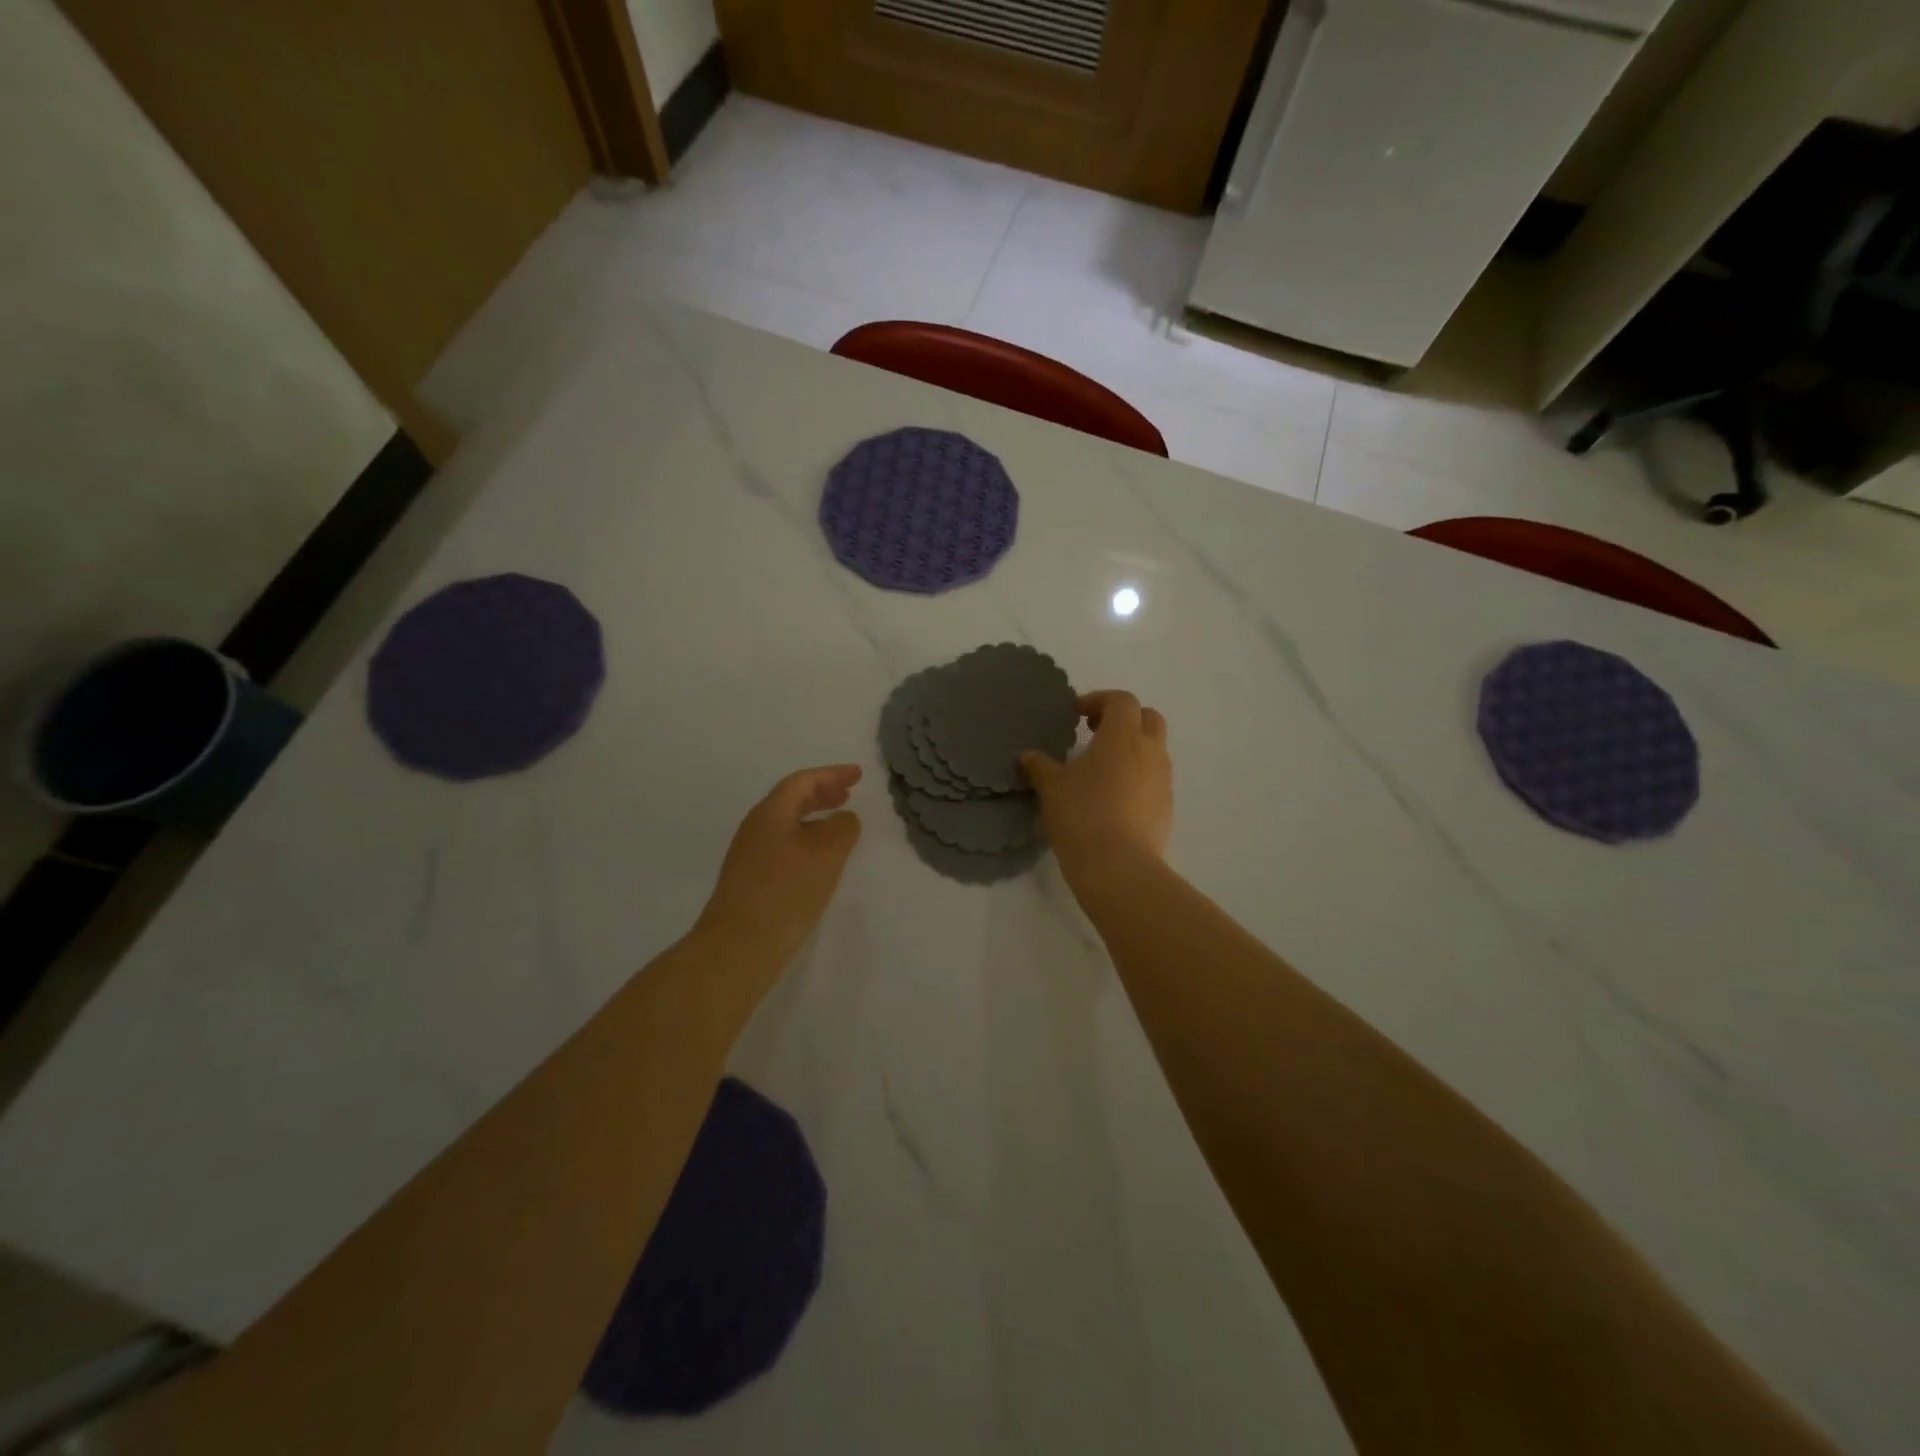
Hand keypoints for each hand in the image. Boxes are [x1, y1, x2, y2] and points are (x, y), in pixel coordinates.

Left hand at [695, 765, 863, 982]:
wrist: (738, 947)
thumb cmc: (785, 892)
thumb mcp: (826, 853)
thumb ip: (842, 828)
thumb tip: (844, 819)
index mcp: (771, 813)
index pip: (803, 781)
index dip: (832, 774)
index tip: (859, 775)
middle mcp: (757, 828)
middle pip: (791, 800)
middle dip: (822, 793)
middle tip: (848, 794)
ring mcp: (751, 856)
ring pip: (788, 824)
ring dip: (815, 818)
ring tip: (839, 825)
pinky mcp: (753, 881)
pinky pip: (785, 846)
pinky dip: (807, 841)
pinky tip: (821, 861)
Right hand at [1020, 691, 1171, 889]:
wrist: (1119, 866)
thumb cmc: (1082, 815)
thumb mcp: (1051, 788)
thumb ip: (1040, 766)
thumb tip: (1029, 756)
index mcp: (1123, 736)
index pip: (1122, 700)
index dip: (1099, 700)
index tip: (1076, 714)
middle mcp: (1150, 751)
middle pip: (1148, 718)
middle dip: (1124, 719)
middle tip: (1095, 732)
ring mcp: (1163, 780)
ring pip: (1154, 749)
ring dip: (1132, 749)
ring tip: (1102, 768)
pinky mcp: (1167, 807)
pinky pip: (1154, 779)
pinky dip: (1137, 777)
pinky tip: (1113, 798)